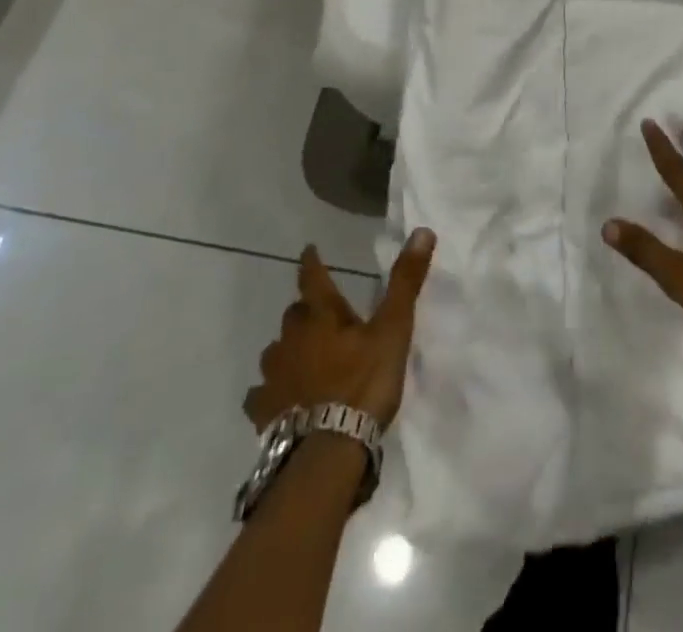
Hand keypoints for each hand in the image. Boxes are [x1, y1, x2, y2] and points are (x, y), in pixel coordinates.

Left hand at [243, 230, 434, 431]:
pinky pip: (261, 393)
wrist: (327, 452)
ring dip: (289, 348)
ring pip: (276, 351)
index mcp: (321, 316)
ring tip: (302, 355)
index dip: (311, 262)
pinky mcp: (264, 412)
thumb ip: (405, 282)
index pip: (312, 278)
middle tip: (320, 315)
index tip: (308, 249)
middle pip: (294, 315)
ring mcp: (274, 376)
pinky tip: (279, 398)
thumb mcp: (393, 330)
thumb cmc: (364, 384)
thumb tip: (422, 231)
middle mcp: (291, 339)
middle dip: (305, 311)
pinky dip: (270, 390)